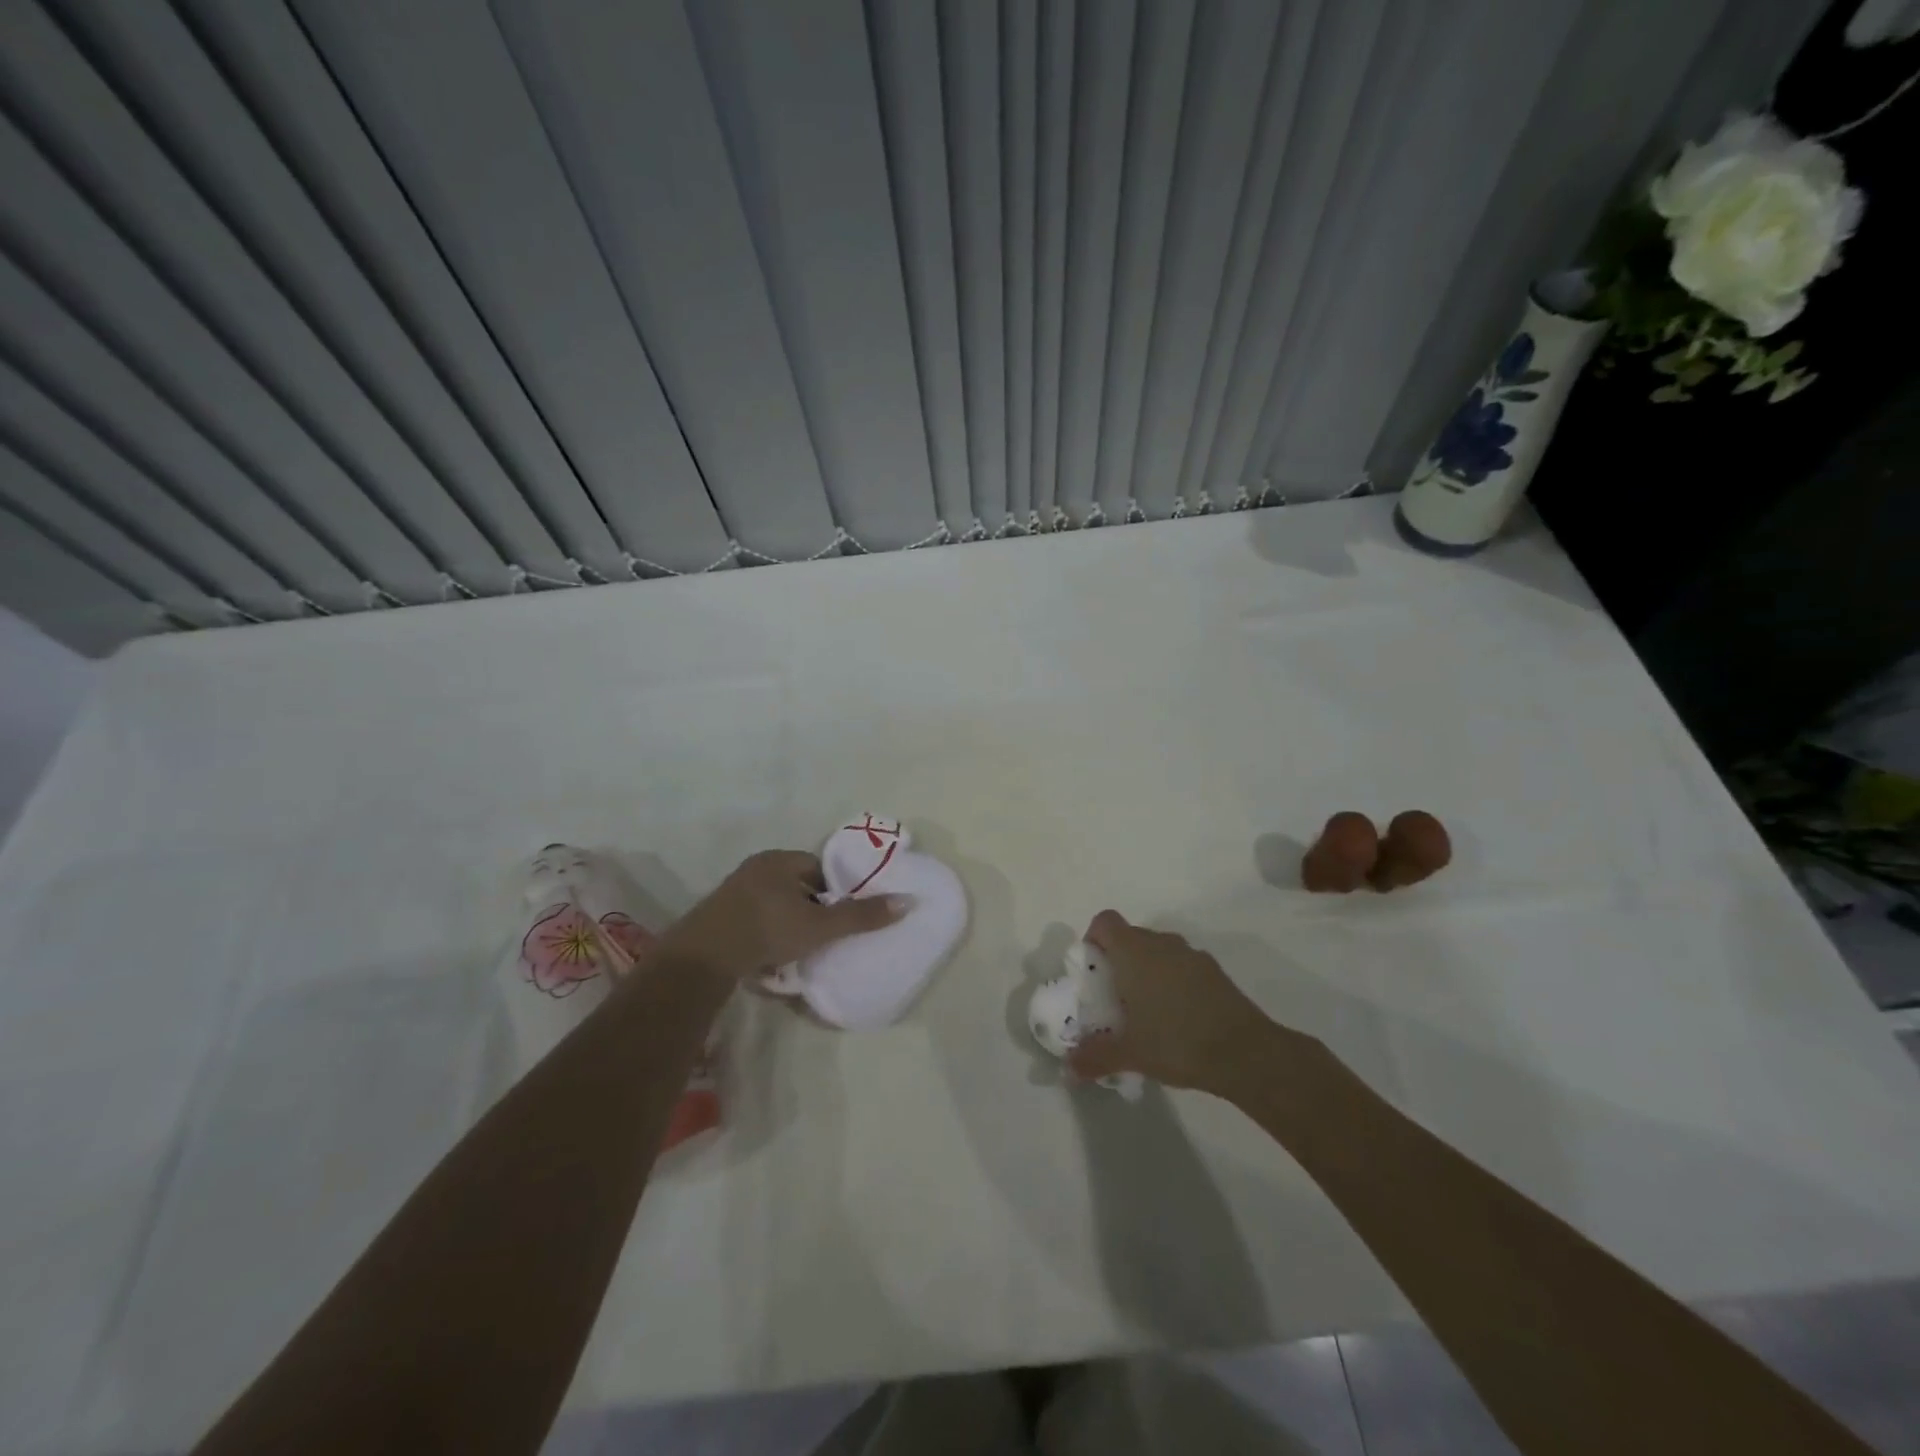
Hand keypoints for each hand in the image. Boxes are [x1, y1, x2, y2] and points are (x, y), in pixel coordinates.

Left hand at [652, 850, 907, 979]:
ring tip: (798, 950)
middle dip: (810, 909)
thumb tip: (907, 902)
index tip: (838, 918)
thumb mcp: (821, 925)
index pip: (819, 869)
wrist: (704, 957)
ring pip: (775, 905)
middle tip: (821, 936)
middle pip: (797, 887)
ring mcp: (734, 890)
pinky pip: (754, 919)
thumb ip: (861, 916)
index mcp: (780, 860)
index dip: (834, 892)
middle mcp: (756, 867)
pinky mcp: (719, 914)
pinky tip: (770, 956)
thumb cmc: (768, 930)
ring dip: (787, 923)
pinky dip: (766, 934)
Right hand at [1068, 910, 1306, 1094]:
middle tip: (1113, 998)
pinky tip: (1177, 1018)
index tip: (1093, 970)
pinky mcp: (1215, 972)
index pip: (1104, 921)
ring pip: (1158, 951)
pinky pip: (1182, 966)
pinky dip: (1173, 981)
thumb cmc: (1176, 1042)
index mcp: (1134, 952)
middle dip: (1118, 961)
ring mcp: (1192, 955)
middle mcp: (1161, 943)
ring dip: (1147, 970)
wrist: (1246, 1053)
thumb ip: (1094, 1057)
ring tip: (1145, 1011)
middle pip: (1130, 936)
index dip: (1093, 939)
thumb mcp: (1129, 1054)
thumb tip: (1067, 1070)